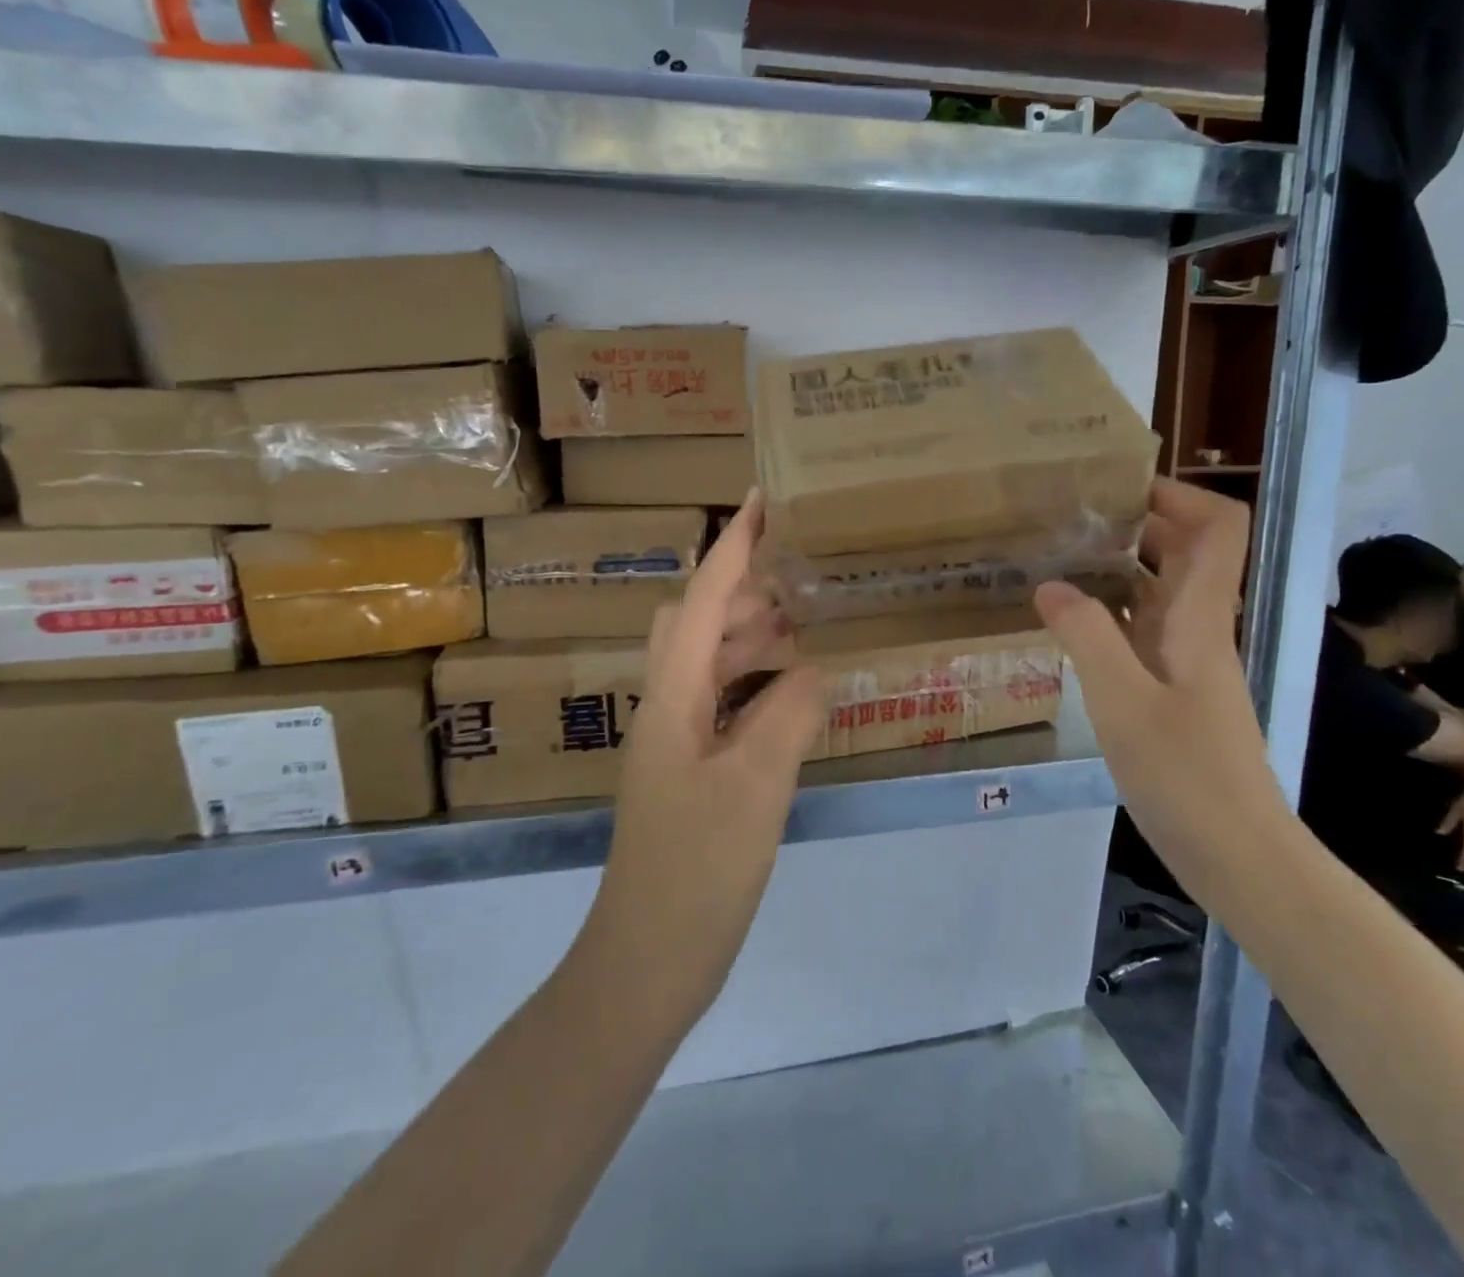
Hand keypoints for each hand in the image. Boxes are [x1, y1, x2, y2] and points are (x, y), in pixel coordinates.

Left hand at [585, 489, 825, 1024]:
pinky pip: (723, 702)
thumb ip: (789, 715)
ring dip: (749, 635)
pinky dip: (754, 683)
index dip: (732, 548)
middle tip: (799, 574)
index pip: (704, 601)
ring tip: (805, 623)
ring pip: (709, 662)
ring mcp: (676, 741)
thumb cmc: (696, 871)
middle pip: (697, 622)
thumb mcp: (756, 787)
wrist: (646, 961)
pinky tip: (792, 694)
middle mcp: (668, 707)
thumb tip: (816, 669)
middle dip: (742, 587)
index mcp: (675, 698)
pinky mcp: (690, 771)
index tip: (758, 501)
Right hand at [1035, 480, 1283, 836]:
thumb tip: (1050, 584)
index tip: (1116, 486)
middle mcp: (1199, 629)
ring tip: (1055, 556)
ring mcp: (1187, 660)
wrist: (1237, 854)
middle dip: (1134, 521)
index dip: (1177, 494)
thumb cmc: (1186, 776)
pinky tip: (1066, 620)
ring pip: (1159, 590)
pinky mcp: (1172, 689)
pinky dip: (1108, 611)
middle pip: (1184, 551)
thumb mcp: (1123, 703)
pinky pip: (1142, 629)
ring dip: (1117, 565)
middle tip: (1068, 516)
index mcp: (1200, 619)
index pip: (1217, 529)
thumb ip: (1087, 637)